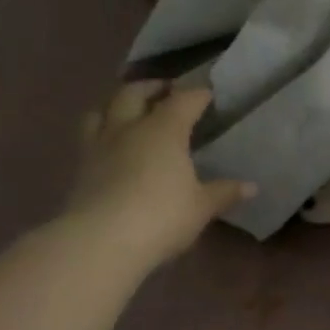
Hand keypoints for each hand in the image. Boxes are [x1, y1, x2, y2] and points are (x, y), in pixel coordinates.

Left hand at [62, 80, 254, 270]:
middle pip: (133, 93)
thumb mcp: (201, 206)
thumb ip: (224, 192)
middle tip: (165, 91)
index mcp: (163, 130)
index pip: (183, 100)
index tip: (208, 94)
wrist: (99, 242)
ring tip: (129, 111)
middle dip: (150, 87)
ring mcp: (98, 148)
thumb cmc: (162, 216)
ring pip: (101, 111)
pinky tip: (113, 147)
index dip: (197, 94)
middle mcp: (128, 129)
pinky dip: (102, 133)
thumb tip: (251, 187)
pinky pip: (89, 138)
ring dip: (116, 105)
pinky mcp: (79, 170)